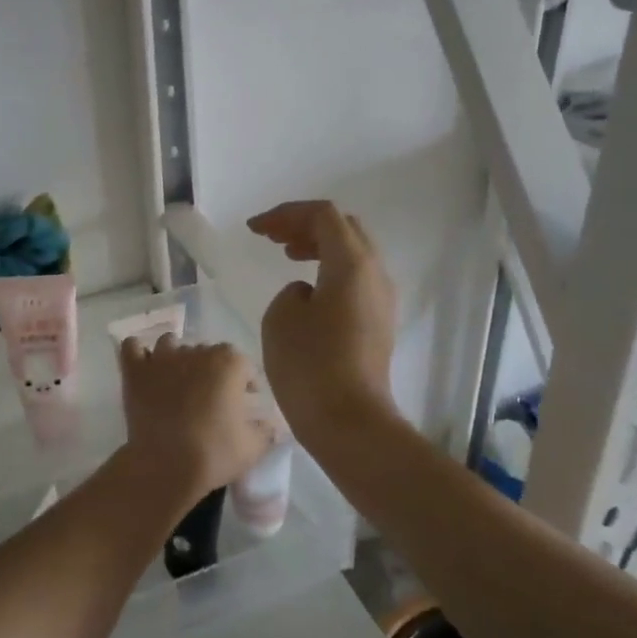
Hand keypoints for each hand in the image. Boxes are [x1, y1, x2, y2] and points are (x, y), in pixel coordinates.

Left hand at [118, 335, 269, 503]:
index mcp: (228, 363)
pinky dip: (139, 353)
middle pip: (207, 352)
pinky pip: (133, 347)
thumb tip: (271, 424)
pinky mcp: (135, 371)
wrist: (165, 466)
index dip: (246, 382)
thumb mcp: (253, 447)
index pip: (243, 364)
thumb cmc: (214, 454)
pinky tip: (145, 366)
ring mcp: (162, 358)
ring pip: (171, 344)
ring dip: (177, 356)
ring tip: (178, 380)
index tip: (245, 402)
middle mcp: (196, 351)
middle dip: (212, 370)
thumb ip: (266, 430)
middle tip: (211, 398)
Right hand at [247, 201, 396, 438]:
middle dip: (305, 225)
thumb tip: (308, 293)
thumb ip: (292, 290)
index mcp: (352, 263)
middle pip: (344, 228)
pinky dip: (330, 269)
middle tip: (272, 236)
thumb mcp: (282, 316)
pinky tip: (308, 287)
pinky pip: (356, 278)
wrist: (350, 423)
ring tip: (286, 254)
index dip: (285, 214)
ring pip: (353, 253)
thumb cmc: (310, 365)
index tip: (254, 229)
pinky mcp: (379, 323)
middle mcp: (375, 273)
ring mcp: (382, 299)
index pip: (322, 215)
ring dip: (319, 246)